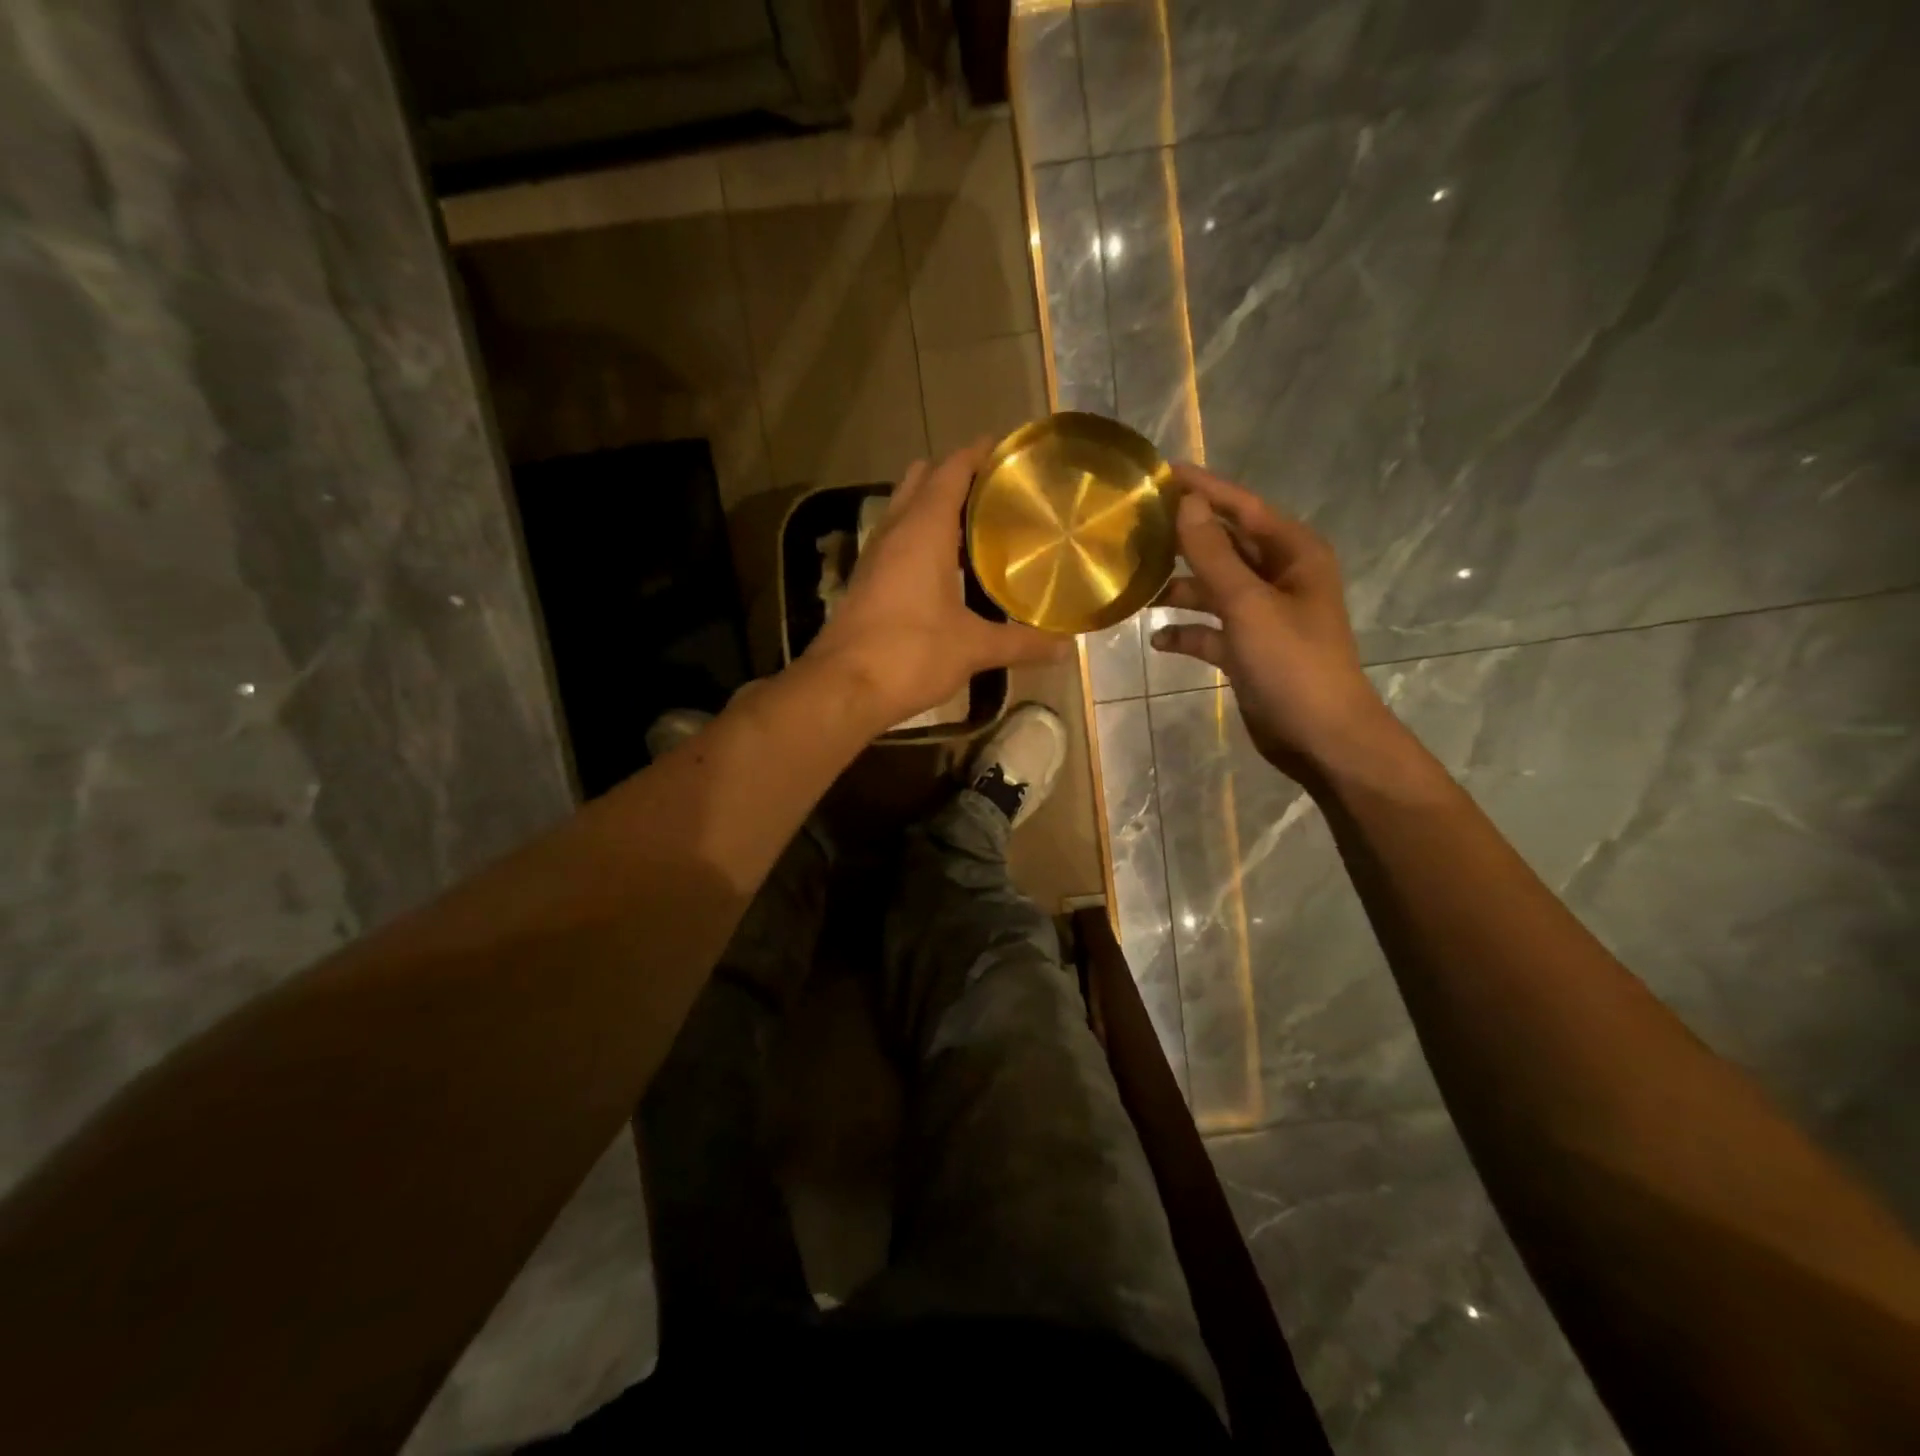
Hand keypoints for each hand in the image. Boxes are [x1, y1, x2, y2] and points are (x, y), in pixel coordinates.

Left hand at [805, 441, 1070, 728]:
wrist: (842, 688)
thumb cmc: (910, 654)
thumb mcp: (972, 648)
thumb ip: (1021, 643)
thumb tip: (1067, 649)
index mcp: (923, 529)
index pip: (951, 470)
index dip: (978, 453)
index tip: (1007, 449)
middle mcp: (895, 531)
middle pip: (923, 480)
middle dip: (955, 475)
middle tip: (996, 490)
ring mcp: (875, 556)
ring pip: (905, 510)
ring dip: (935, 506)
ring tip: (978, 523)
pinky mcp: (866, 581)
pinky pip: (897, 541)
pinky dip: (921, 537)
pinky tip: (945, 566)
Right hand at [1149, 464, 1396, 779]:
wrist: (1321, 737)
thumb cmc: (1292, 664)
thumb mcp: (1248, 604)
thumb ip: (1214, 554)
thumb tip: (1187, 503)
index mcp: (1293, 554)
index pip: (1243, 507)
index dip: (1204, 489)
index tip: (1161, 473)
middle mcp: (1279, 577)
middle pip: (1224, 546)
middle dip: (1184, 540)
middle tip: (1135, 529)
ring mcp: (1263, 615)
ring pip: (1213, 589)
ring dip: (1179, 590)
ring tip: (1136, 589)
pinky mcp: (1249, 649)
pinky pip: (1210, 630)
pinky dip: (1187, 632)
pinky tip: (1158, 641)